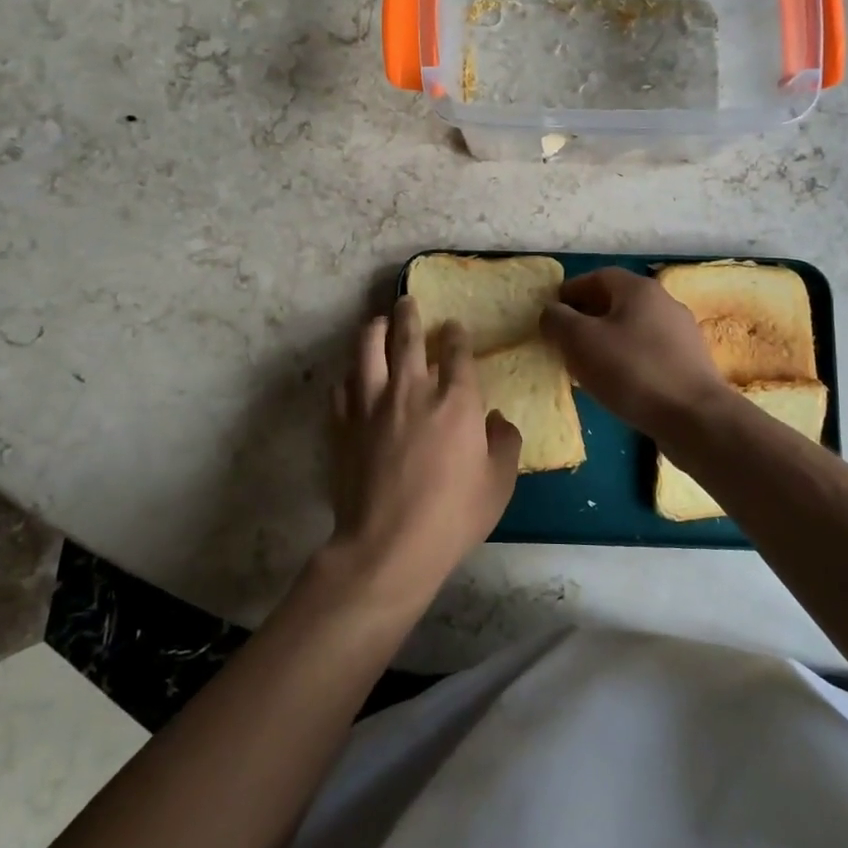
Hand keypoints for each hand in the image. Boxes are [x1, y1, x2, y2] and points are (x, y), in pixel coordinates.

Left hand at [326, 296, 521, 608]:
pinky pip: (342, 386)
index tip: (454, 327)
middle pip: (407, 336)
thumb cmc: (453, 516)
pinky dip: (350, 375)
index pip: (457, 351)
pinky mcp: (343, 424)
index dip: (456, 335)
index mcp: (455, 400)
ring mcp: (371, 404)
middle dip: (409, 314)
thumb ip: (505, 443)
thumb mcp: (499, 483)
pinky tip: (353, 377)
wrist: (388, 546)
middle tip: (408, 301)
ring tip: (377, 322)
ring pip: (367, 348)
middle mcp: (411, 389)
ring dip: (374, 329)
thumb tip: (498, 420)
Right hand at [540, 268, 732, 434]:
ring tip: (586, 365)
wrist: (695, 418)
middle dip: (587, 317)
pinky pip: (649, 353)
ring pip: (633, 329)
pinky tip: (617, 384)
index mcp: (639, 289)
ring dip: (607, 341)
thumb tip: (551, 312)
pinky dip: (627, 360)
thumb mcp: (580, 341)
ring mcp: (682, 334)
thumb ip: (558, 320)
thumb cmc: (632, 371)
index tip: (551, 312)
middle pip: (617, 302)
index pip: (598, 276)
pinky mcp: (690, 364)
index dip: (571, 291)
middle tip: (565, 340)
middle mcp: (665, 303)